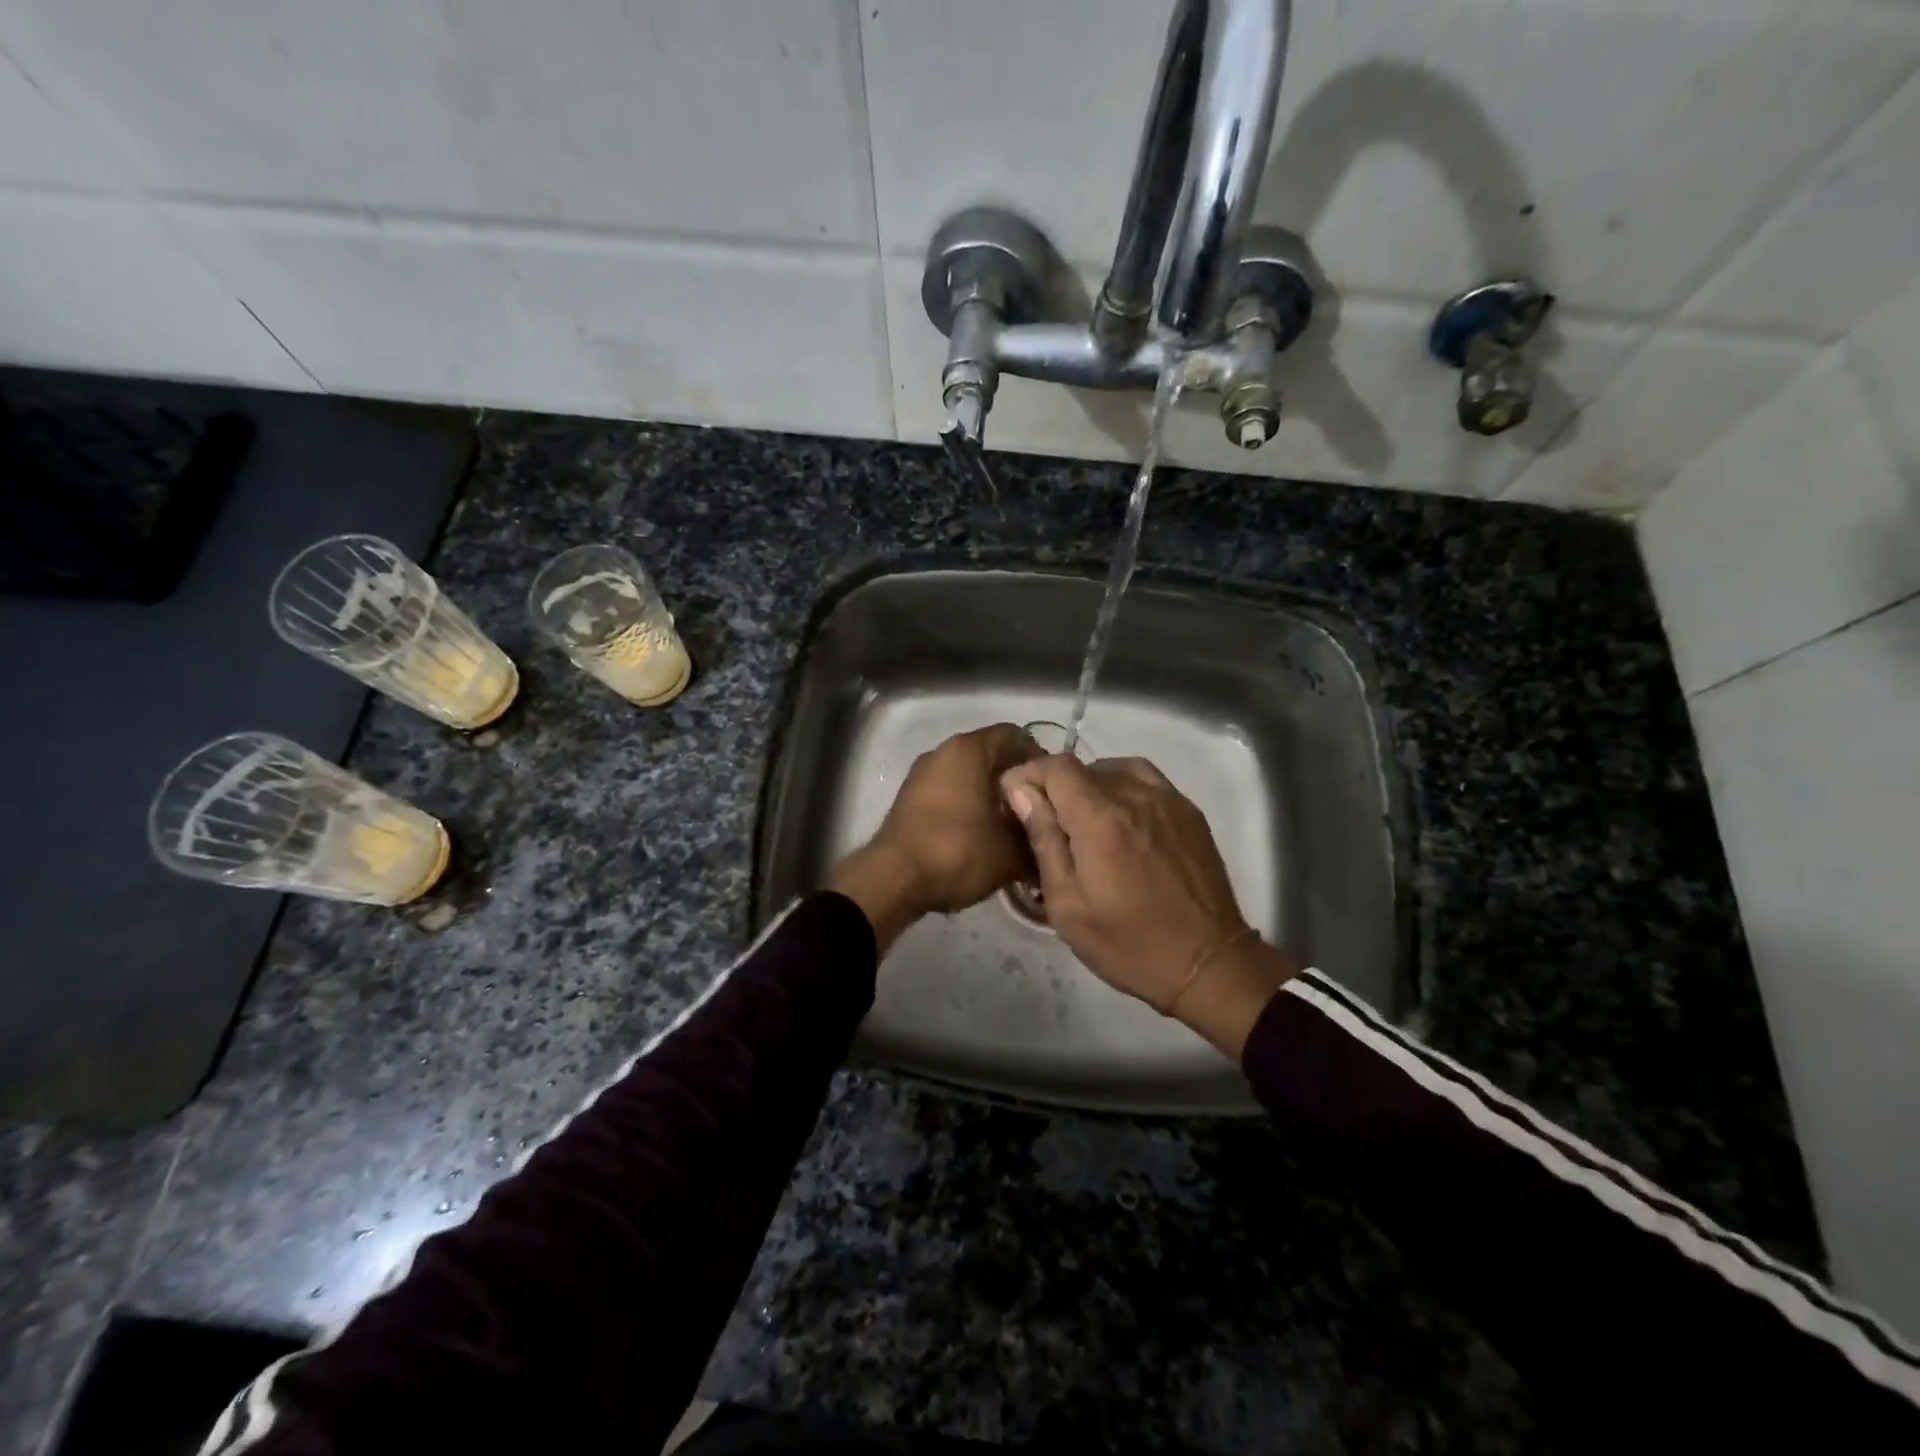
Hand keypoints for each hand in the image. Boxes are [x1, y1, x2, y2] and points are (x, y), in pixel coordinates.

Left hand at [829, 723, 1036, 952]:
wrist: (893, 879)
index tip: (1053, 789)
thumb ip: (1036, 842)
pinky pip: (949, 792)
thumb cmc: (957, 852)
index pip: (1015, 736)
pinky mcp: (909, 798)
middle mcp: (943, 752)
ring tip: (1013, 829)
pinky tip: (983, 837)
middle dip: (1017, 781)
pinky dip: (969, 806)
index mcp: (969, 750)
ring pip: (968, 775)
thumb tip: (1051, 844)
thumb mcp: (1009, 853)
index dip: (1039, 759)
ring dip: (992, 797)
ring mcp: (922, 774)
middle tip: (1038, 811)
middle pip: (991, 755)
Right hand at [999, 754, 1296, 1056]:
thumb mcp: (1068, 905)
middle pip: (1083, 767)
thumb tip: (1021, 792)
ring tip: (1081, 819)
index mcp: (1100, 820)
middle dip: (1055, 785)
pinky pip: (1145, 780)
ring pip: (1115, 768)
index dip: (1029, 774)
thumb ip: (1044, 841)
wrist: (1208, 964)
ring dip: (1089, 784)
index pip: (1056, 767)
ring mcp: (1167, 800)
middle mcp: (1134, 796)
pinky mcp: (1188, 811)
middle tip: (1045, 822)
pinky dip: (1121, 786)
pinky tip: (1118, 818)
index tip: (1015, 798)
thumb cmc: (1129, 944)